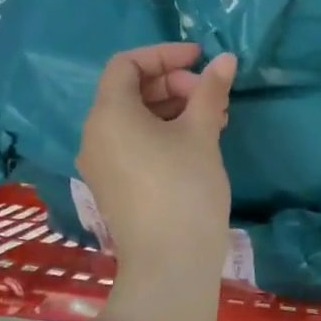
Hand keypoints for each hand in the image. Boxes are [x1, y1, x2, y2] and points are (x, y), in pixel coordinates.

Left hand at [77, 44, 236, 320]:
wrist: (169, 265)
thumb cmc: (184, 189)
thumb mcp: (201, 134)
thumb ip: (210, 91)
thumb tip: (226, 59)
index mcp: (109, 114)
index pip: (127, 64)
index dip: (164, 54)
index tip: (200, 59)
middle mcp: (95, 134)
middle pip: (130, 90)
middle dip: (173, 84)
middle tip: (211, 96)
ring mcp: (101, 162)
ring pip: (134, 118)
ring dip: (172, 109)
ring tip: (214, 118)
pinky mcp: (112, 185)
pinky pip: (133, 142)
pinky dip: (162, 132)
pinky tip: (197, 142)